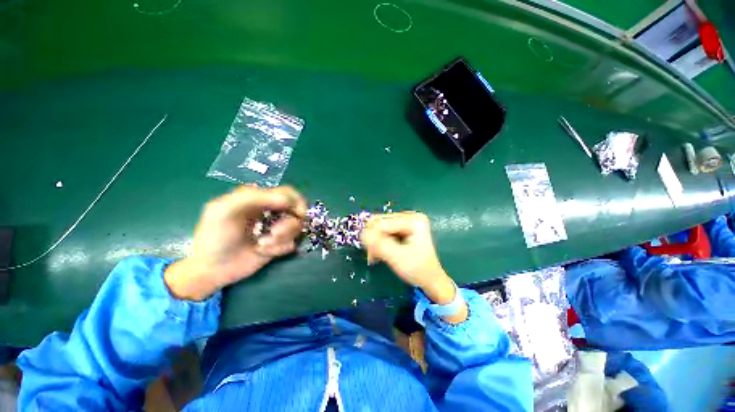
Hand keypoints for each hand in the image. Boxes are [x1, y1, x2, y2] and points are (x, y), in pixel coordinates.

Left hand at [165, 185, 306, 300]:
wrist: (212, 268)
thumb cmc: (215, 236)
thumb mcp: (225, 209)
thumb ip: (254, 198)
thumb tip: (287, 202)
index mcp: (260, 199)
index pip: (289, 193)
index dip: (296, 202)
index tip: (296, 214)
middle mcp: (272, 212)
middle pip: (298, 212)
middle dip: (287, 225)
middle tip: (273, 233)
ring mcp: (277, 229)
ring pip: (296, 228)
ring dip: (280, 238)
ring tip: (260, 245)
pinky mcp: (279, 244)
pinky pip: (291, 244)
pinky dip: (278, 249)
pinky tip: (262, 252)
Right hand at [360, 213, 463, 316]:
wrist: (430, 280)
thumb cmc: (418, 270)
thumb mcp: (398, 257)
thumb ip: (379, 244)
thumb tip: (362, 233)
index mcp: (413, 220)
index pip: (382, 223)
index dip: (373, 237)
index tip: (370, 254)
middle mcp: (409, 217)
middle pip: (379, 222)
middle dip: (373, 239)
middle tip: (372, 255)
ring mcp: (405, 222)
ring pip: (378, 227)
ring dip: (374, 242)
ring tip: (376, 256)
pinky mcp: (401, 228)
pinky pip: (382, 231)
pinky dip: (378, 243)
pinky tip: (379, 253)